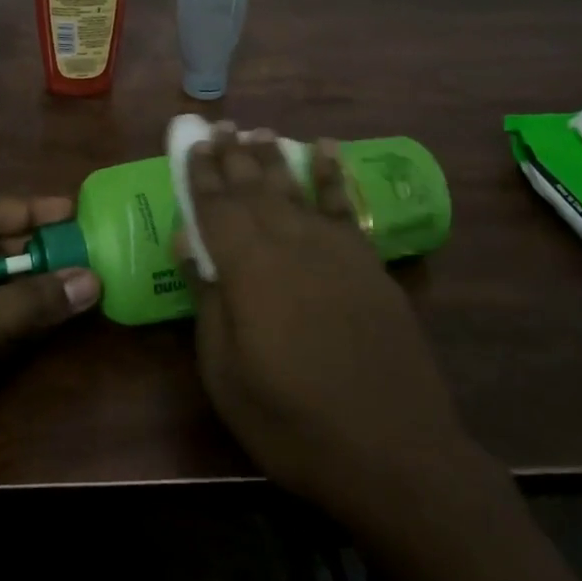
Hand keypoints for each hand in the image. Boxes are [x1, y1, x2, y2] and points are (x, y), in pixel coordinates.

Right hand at [184, 126, 469, 527]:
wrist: (395, 453)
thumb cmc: (294, 424)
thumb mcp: (227, 376)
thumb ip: (207, 301)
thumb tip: (186, 242)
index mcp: (248, 270)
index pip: (216, 207)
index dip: (201, 174)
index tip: (191, 144)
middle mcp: (290, 244)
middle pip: (255, 188)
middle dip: (233, 156)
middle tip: (220, 127)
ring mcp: (334, 250)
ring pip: (296, 188)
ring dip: (274, 157)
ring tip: (258, 131)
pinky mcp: (368, 263)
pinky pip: (345, 205)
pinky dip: (334, 174)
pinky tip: (327, 149)